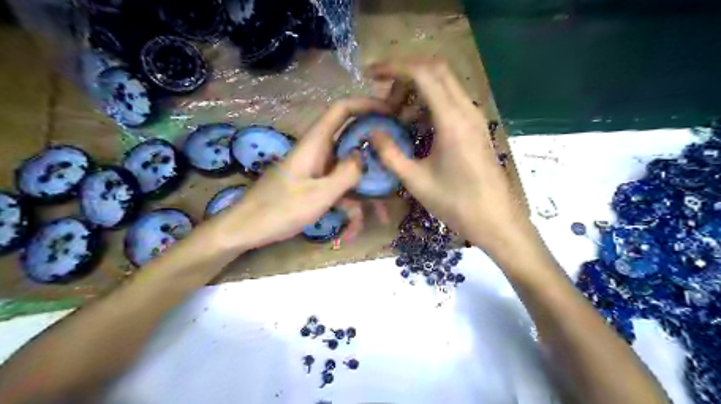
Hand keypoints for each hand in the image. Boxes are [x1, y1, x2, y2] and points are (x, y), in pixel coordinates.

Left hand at [214, 96, 392, 249]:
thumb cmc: (278, 210)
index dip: (366, 105)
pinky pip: (338, 189)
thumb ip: (346, 174)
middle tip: (397, 165)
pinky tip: (353, 229)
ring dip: (364, 191)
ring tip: (382, 212)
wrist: (246, 229)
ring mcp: (316, 170)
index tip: (391, 113)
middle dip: (374, 153)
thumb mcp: (318, 195)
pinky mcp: (314, 186)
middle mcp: (318, 152)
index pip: (342, 110)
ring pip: (348, 171)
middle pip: (351, 141)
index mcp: (315, 144)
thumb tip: (365, 155)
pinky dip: (348, 206)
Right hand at [368, 58, 537, 259]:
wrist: (495, 220)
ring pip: (444, 84)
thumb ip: (390, 153)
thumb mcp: (416, 181)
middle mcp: (466, 110)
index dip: (394, 67)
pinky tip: (415, 126)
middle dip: (405, 75)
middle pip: (435, 70)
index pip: (423, 73)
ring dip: (417, 90)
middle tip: (384, 96)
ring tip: (396, 115)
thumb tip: (371, 131)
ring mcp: (474, 117)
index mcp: (452, 120)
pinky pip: (450, 101)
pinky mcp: (475, 126)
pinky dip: (428, 103)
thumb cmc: (455, 203)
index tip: (371, 74)